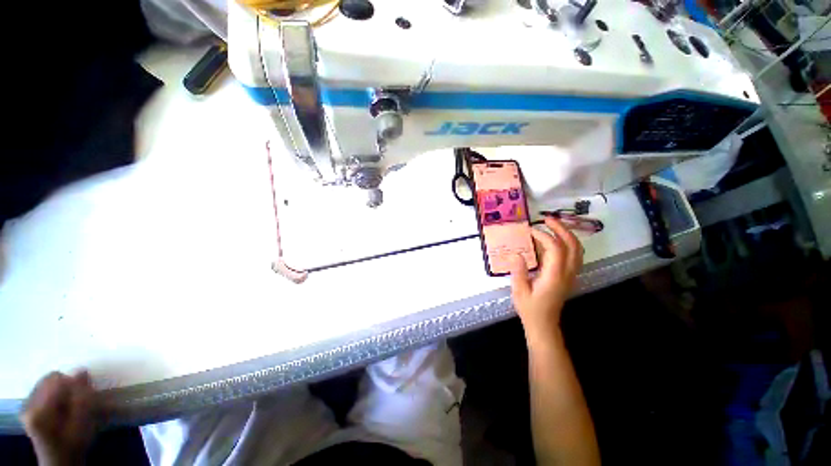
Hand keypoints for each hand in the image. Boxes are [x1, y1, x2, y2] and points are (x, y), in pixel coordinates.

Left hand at [21, 371, 97, 465]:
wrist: (59, 460)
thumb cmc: (74, 444)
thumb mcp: (83, 424)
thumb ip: (82, 399)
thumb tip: (83, 371)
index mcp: (40, 411)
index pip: (58, 380)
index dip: (75, 383)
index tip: (86, 393)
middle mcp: (28, 404)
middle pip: (50, 378)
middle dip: (67, 385)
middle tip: (78, 399)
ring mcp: (25, 404)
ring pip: (47, 381)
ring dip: (61, 388)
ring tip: (69, 404)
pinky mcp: (27, 405)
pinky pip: (43, 387)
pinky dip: (55, 392)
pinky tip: (60, 405)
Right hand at [509, 218, 582, 347]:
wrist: (544, 324)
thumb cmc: (530, 309)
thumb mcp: (519, 291)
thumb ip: (518, 271)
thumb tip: (516, 254)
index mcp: (554, 276)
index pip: (555, 249)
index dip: (544, 236)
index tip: (529, 230)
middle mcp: (567, 273)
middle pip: (573, 246)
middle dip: (561, 229)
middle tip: (547, 219)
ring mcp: (571, 275)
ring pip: (577, 250)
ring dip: (567, 234)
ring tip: (552, 225)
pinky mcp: (569, 276)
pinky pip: (574, 255)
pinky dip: (567, 243)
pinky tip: (554, 240)